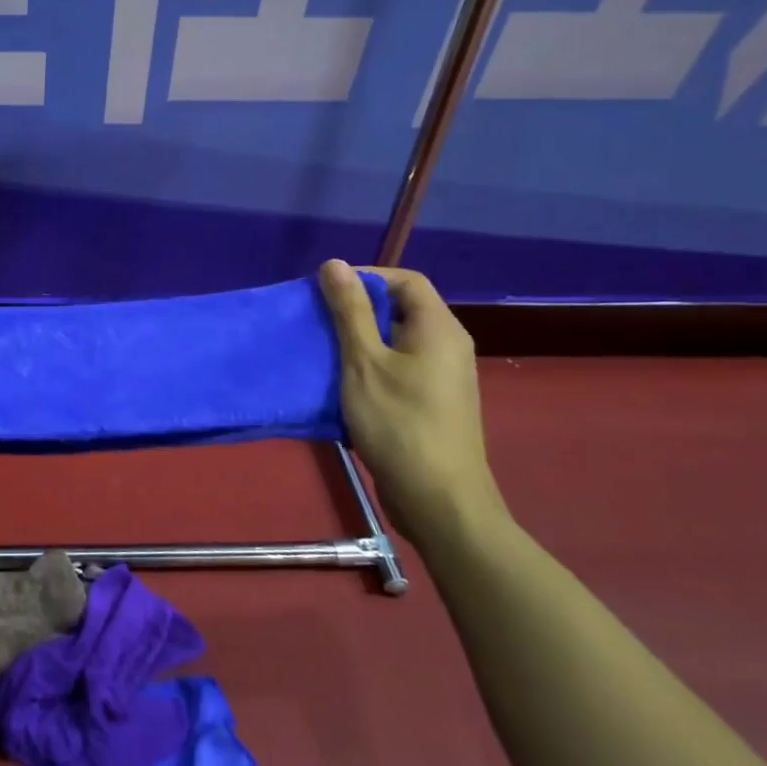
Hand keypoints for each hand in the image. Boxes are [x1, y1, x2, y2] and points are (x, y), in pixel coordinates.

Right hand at [317, 260, 505, 548]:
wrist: (439, 501)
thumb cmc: (400, 423)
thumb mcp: (364, 362)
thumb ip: (349, 311)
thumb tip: (335, 264)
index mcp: (439, 329)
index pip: (406, 280)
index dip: (367, 277)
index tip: (328, 292)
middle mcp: (448, 346)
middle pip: (401, 308)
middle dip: (357, 310)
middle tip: (318, 321)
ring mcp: (442, 378)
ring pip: (396, 341)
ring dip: (359, 340)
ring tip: (324, 351)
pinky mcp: (432, 403)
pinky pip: (399, 368)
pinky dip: (370, 367)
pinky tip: (342, 384)